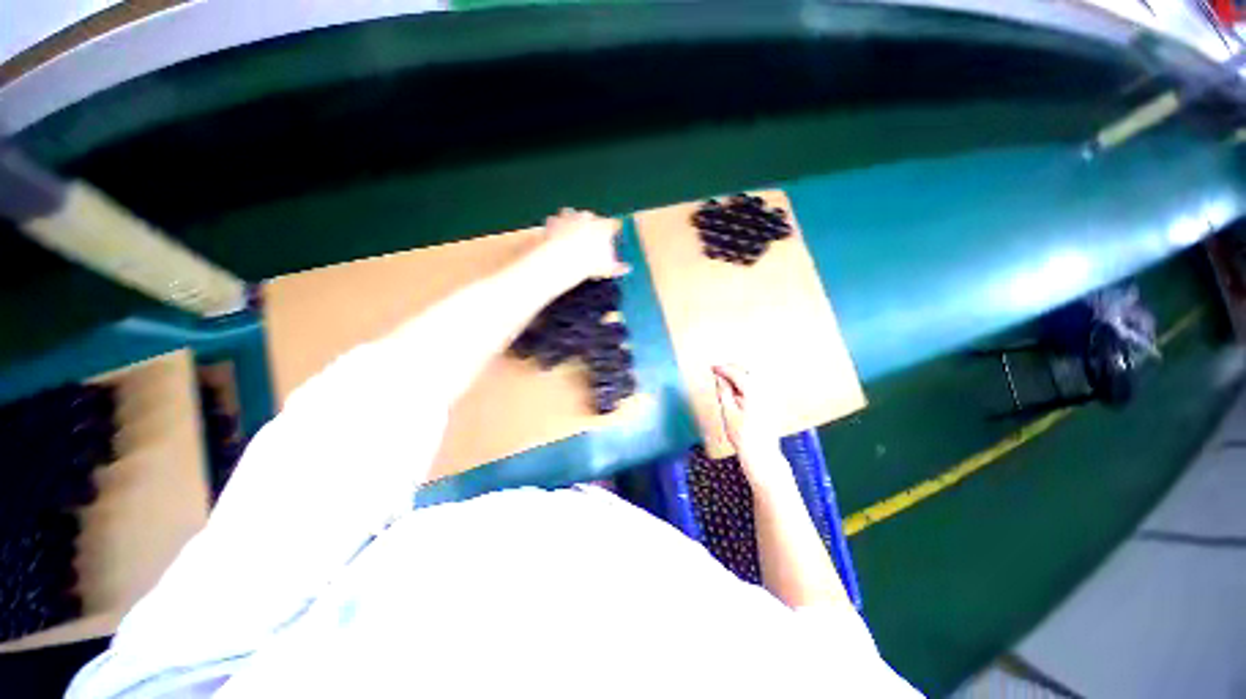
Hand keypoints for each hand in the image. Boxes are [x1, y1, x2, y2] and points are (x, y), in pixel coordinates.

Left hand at [536, 208, 627, 283]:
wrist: (563, 260)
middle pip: (592, 218)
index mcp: (604, 226)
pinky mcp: (553, 220)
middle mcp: (588, 216)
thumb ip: (619, 267)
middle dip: (591, 227)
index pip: (614, 224)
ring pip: (572, 214)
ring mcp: (570, 216)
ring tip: (570, 235)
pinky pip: (555, 221)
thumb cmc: (590, 263)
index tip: (612, 238)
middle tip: (589, 241)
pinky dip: (555, 227)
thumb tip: (628, 269)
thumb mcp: (608, 268)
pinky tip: (554, 236)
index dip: (613, 231)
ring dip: (572, 222)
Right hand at [713, 364, 787, 485]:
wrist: (761, 454)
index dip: (723, 369)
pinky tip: (740, 390)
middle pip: (748, 371)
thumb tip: (720, 377)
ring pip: (755, 376)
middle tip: (718, 372)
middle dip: (733, 369)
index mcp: (754, 392)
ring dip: (741, 375)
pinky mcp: (773, 403)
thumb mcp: (728, 412)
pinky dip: (749, 383)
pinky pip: (760, 385)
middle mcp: (766, 391)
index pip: (737, 373)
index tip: (712, 368)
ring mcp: (772, 396)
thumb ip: (724, 391)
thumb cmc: (743, 436)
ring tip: (727, 381)